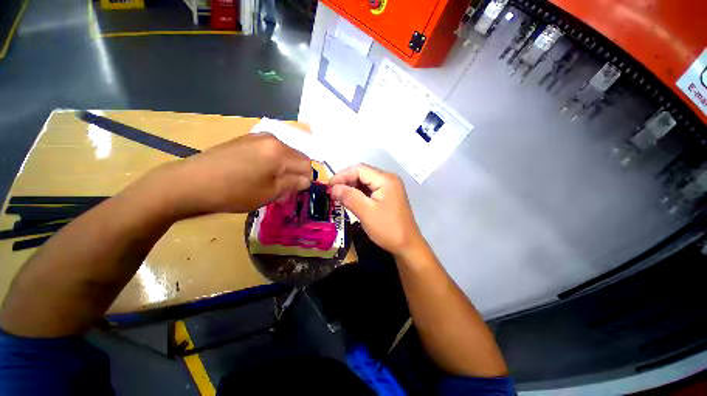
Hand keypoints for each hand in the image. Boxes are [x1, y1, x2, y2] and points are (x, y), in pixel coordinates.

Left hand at [152, 133, 311, 215]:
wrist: (189, 183)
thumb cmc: (233, 192)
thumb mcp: (269, 193)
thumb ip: (293, 184)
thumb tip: (306, 180)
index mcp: (280, 151)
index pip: (306, 163)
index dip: (305, 179)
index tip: (295, 191)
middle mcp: (271, 138)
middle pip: (295, 157)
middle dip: (294, 173)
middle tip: (282, 190)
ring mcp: (256, 136)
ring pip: (283, 154)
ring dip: (283, 169)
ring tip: (269, 183)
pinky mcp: (245, 139)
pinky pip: (268, 150)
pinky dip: (271, 163)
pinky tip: (257, 174)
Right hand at [329, 164, 422, 255]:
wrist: (407, 245)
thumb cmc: (388, 229)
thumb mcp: (366, 212)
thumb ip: (349, 197)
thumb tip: (333, 188)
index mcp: (385, 179)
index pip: (359, 169)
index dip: (342, 175)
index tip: (328, 186)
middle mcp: (388, 179)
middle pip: (362, 173)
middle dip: (346, 181)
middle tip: (332, 193)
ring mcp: (389, 187)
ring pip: (365, 182)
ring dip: (351, 188)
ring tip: (339, 197)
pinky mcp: (387, 196)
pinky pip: (370, 190)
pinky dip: (358, 193)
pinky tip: (351, 200)